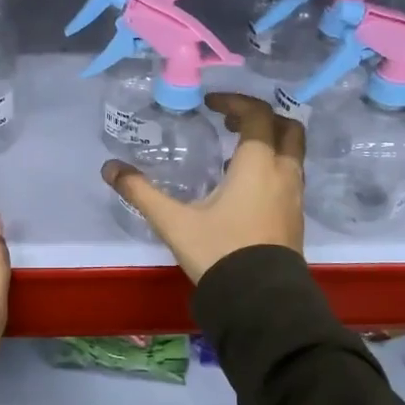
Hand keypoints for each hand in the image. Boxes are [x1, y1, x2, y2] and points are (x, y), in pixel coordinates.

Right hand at [101, 92, 304, 282]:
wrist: (260, 302)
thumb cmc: (219, 252)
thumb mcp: (174, 222)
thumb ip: (141, 192)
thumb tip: (110, 168)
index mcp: (258, 165)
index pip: (257, 115)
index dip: (235, 102)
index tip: (211, 104)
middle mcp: (283, 173)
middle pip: (287, 128)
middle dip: (261, 118)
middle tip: (230, 122)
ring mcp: (294, 197)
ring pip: (292, 153)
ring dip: (269, 142)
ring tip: (234, 152)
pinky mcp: (295, 218)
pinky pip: (289, 176)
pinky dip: (272, 166)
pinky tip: (245, 186)